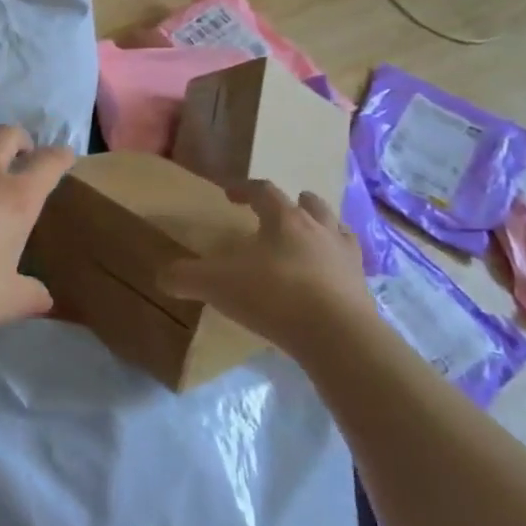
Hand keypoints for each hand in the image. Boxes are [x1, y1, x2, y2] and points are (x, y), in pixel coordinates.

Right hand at [161, 182, 371, 336]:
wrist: (339, 337)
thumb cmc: (275, 296)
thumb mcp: (217, 285)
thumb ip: (186, 277)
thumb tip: (162, 276)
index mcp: (284, 219)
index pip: (263, 190)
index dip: (244, 188)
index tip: (228, 194)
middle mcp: (319, 230)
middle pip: (310, 205)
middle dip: (294, 204)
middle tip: (279, 212)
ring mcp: (346, 259)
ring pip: (337, 230)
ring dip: (322, 229)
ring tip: (309, 241)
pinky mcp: (363, 289)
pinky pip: (350, 267)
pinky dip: (338, 266)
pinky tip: (327, 280)